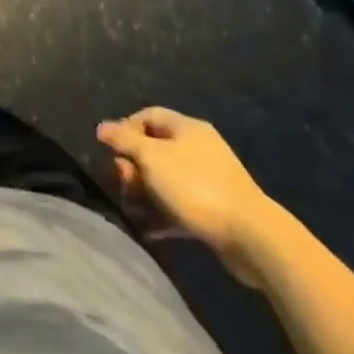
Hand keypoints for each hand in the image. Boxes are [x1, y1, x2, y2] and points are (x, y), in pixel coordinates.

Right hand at [97, 108, 278, 286]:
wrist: (251, 237)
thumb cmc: (195, 186)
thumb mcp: (151, 158)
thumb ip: (124, 140)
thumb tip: (102, 127)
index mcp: (186, 128)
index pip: (148, 116)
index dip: (125, 129)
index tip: (111, 151)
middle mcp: (198, 148)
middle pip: (154, 149)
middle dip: (133, 166)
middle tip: (123, 184)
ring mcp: (208, 179)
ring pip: (165, 180)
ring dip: (144, 193)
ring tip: (131, 210)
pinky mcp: (214, 209)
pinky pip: (179, 205)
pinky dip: (162, 213)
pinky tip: (147, 229)